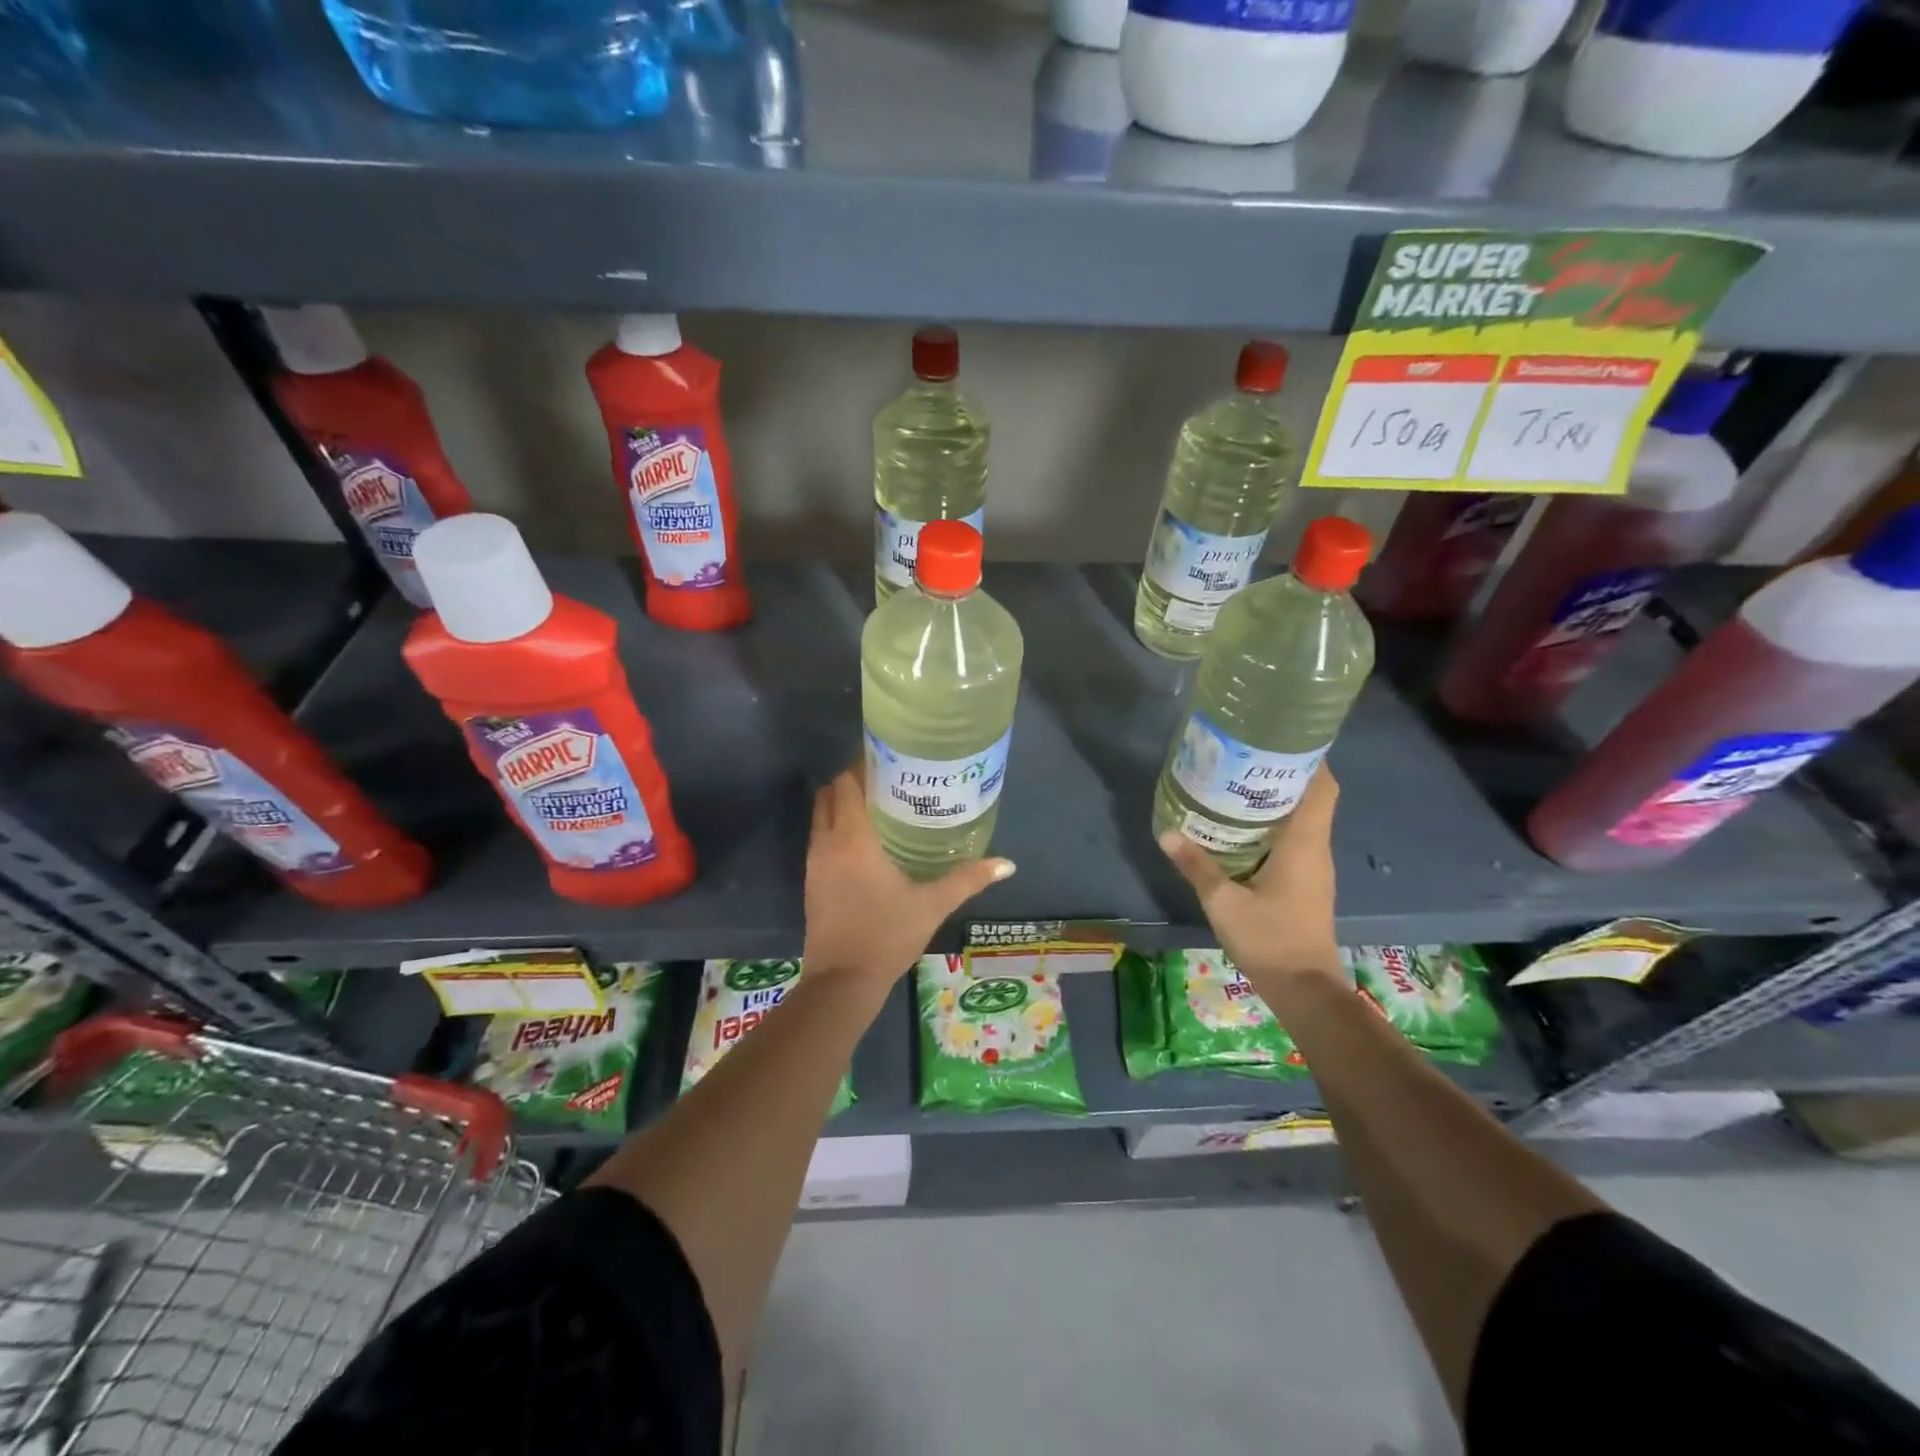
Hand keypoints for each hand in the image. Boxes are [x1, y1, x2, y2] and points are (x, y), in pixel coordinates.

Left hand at [802, 766, 1014, 988]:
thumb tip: (1007, 864)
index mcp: (852, 838)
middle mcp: (827, 843)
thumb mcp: (932, 905)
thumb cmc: (887, 935)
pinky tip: (865, 842)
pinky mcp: (811, 882)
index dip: (861, 766)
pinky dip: (836, 829)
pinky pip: (820, 839)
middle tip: (887, 782)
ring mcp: (814, 863)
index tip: (888, 760)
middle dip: (851, 782)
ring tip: (879, 807)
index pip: (846, 783)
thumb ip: (968, 879)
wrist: (842, 982)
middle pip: (829, 795)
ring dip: (841, 806)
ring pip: (821, 817)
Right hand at [1159, 765, 1343, 986]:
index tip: (1282, 737)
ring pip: (1304, 818)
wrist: (1304, 989)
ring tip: (1239, 782)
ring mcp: (1314, 867)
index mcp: (1305, 844)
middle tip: (1246, 756)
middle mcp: (1316, 848)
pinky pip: (1296, 839)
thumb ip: (1197, 865)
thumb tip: (1167, 832)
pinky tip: (1243, 827)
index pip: (1322, 787)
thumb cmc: (1269, 939)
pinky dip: (1275, 824)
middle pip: (1313, 797)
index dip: (1310, 758)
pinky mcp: (1307, 882)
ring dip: (1279, 799)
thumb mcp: (1223, 902)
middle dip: (1285, 773)